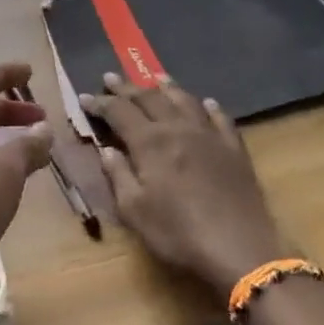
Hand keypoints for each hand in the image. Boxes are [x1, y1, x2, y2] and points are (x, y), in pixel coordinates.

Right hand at [81, 73, 293, 297]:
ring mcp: (210, 136)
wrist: (239, 247)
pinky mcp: (234, 149)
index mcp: (150, 142)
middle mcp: (178, 129)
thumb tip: (107, 149)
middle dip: (127, 88)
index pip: (119, 112)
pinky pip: (221, 118)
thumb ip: (119, 175)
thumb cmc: (178, 232)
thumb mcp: (134, 210)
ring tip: (156, 77)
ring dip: (167, 87)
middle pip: (150, 99)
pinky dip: (209, 107)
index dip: (100, 103)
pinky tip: (207, 103)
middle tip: (111, 78)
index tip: (84, 96)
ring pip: (185, 100)